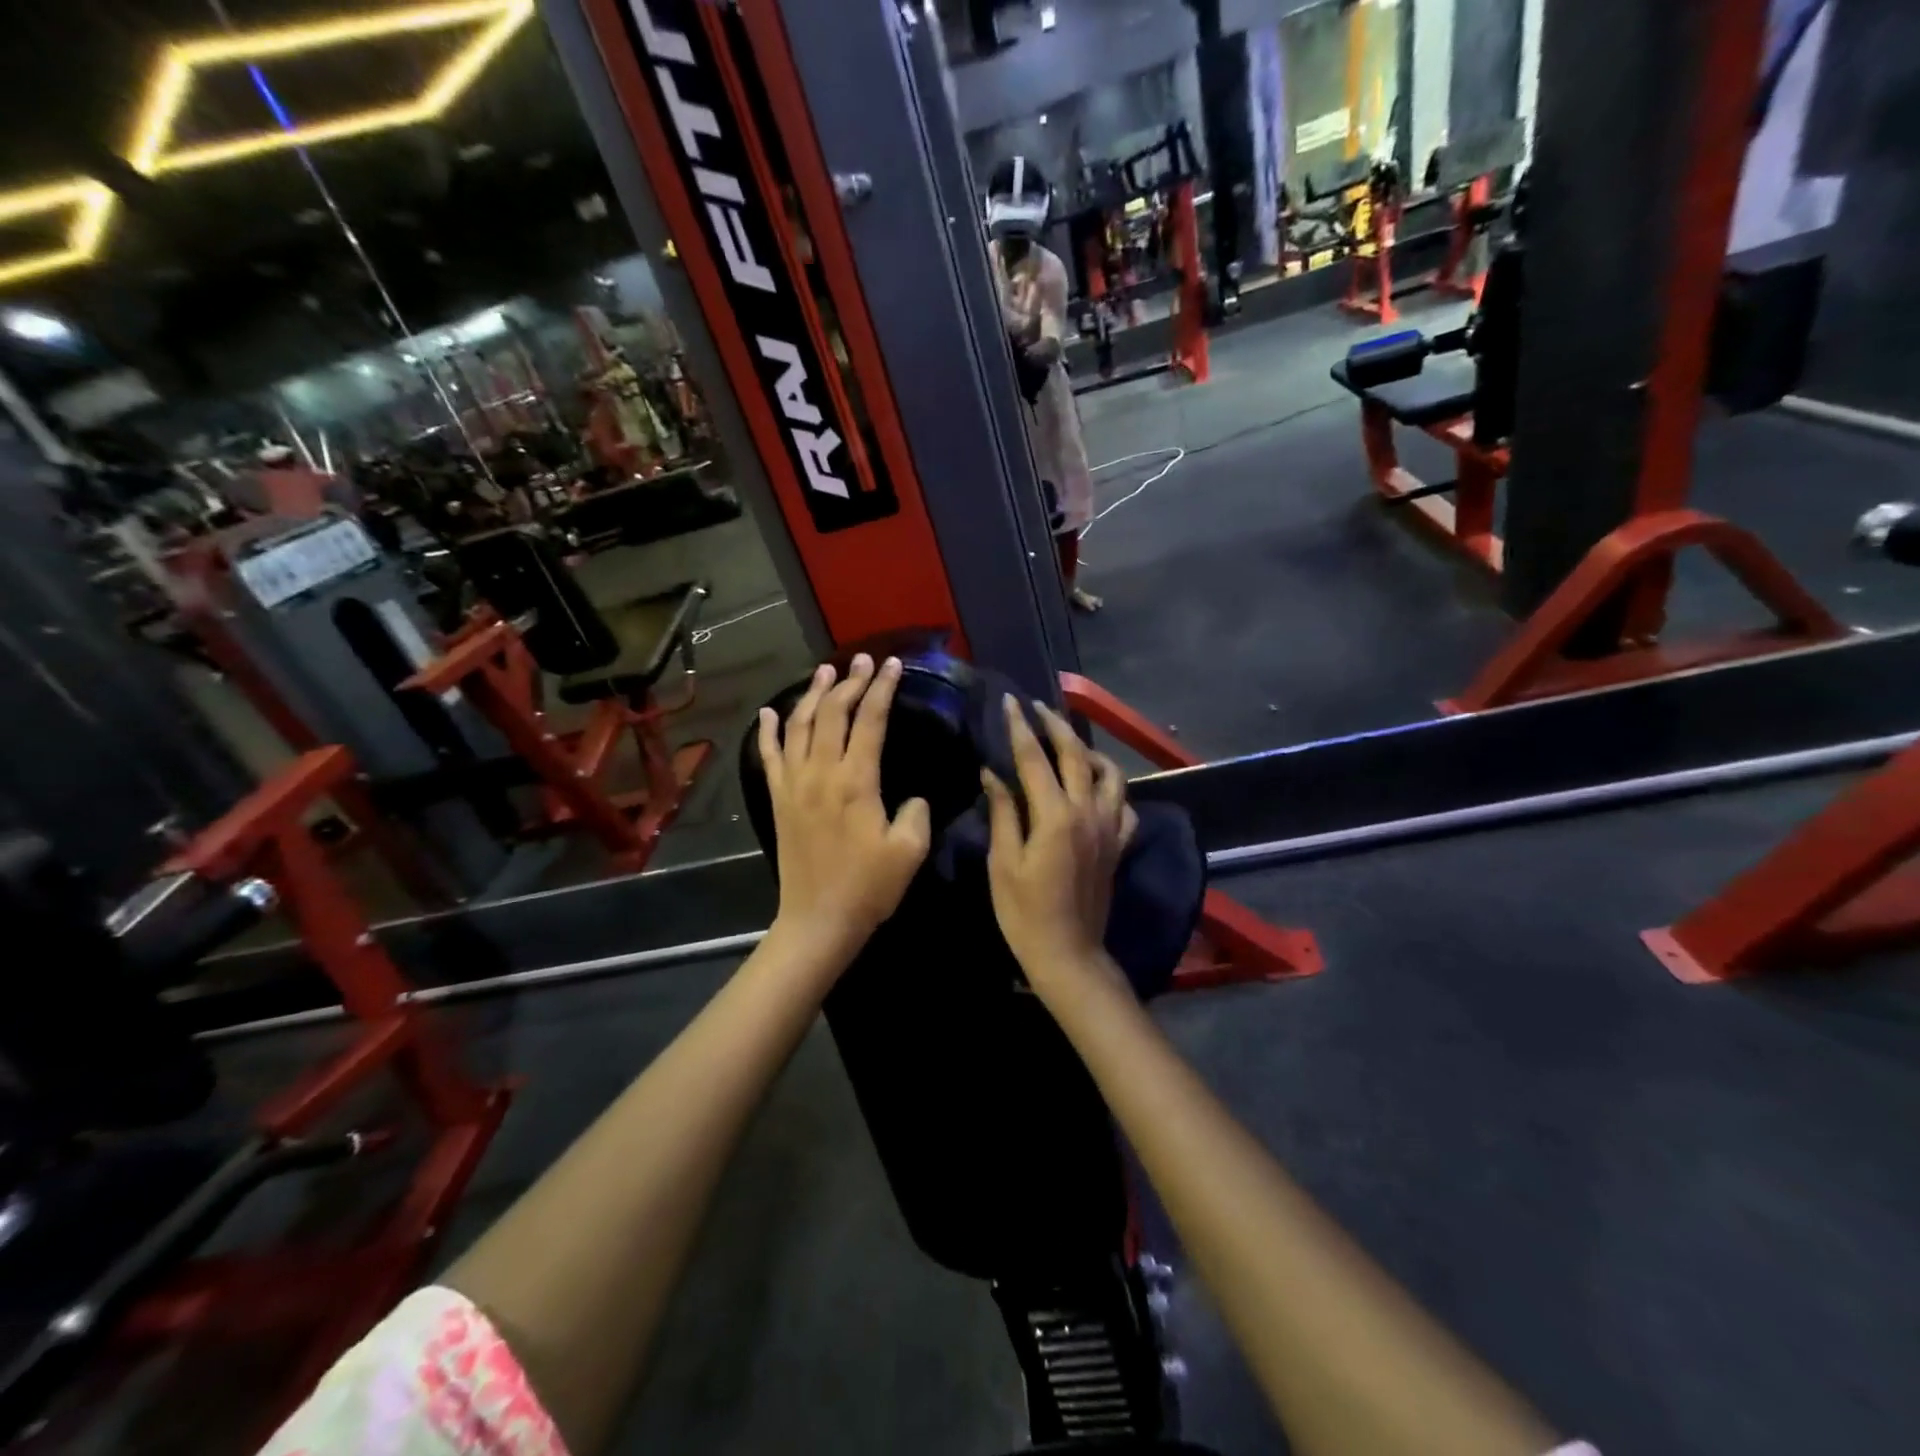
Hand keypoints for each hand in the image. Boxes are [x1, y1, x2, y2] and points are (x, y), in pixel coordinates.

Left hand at [759, 655, 930, 964]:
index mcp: (856, 781)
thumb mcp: (909, 851)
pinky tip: (769, 712)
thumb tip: (914, 797)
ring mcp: (794, 784)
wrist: (818, 920)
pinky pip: (770, 756)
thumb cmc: (868, 887)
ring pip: (800, 725)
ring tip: (826, 671)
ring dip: (813, 694)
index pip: (870, 721)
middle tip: (864, 660)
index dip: (883, 689)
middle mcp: (821, 773)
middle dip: (850, 682)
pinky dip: (769, 731)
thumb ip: (917, 813)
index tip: (894, 665)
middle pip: (833, 713)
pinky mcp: (779, 799)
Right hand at [981, 696, 1135, 986]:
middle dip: (1056, 725)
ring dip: (1089, 751)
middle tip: (1037, 707)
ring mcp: (1109, 827)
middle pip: (1075, 754)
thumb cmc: (1025, 913)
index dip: (1020, 727)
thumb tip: (993, 774)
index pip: (1035, 758)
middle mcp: (1088, 812)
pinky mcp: (1119, 844)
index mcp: (1055, 816)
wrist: (1068, 953)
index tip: (1010, 702)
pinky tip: (1096, 788)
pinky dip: (1111, 787)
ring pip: (1110, 774)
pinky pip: (1125, 805)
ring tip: (1069, 744)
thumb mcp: (1004, 863)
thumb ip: (1003, 813)